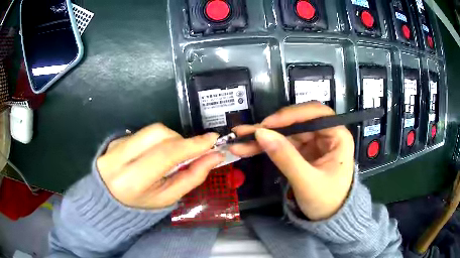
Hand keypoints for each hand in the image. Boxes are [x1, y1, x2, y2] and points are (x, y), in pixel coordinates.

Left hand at [96, 123, 223, 209]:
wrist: (110, 198)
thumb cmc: (142, 203)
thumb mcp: (168, 198)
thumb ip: (191, 177)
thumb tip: (214, 156)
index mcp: (132, 180)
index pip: (165, 155)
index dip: (191, 145)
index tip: (212, 139)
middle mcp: (119, 157)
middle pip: (158, 134)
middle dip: (180, 139)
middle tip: (188, 152)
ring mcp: (115, 144)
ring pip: (152, 130)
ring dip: (170, 138)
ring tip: (170, 155)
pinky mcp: (116, 138)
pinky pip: (144, 132)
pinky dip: (157, 140)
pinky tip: (153, 153)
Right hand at [230, 102, 354, 219]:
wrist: (329, 219)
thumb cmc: (327, 202)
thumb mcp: (306, 182)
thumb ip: (285, 157)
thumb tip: (261, 133)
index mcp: (338, 137)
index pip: (315, 114)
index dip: (291, 115)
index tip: (268, 124)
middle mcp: (326, 134)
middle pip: (297, 122)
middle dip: (271, 127)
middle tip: (245, 132)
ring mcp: (313, 143)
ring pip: (286, 132)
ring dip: (263, 137)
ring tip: (239, 140)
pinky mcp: (303, 152)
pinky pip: (283, 144)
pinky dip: (266, 146)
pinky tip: (247, 147)